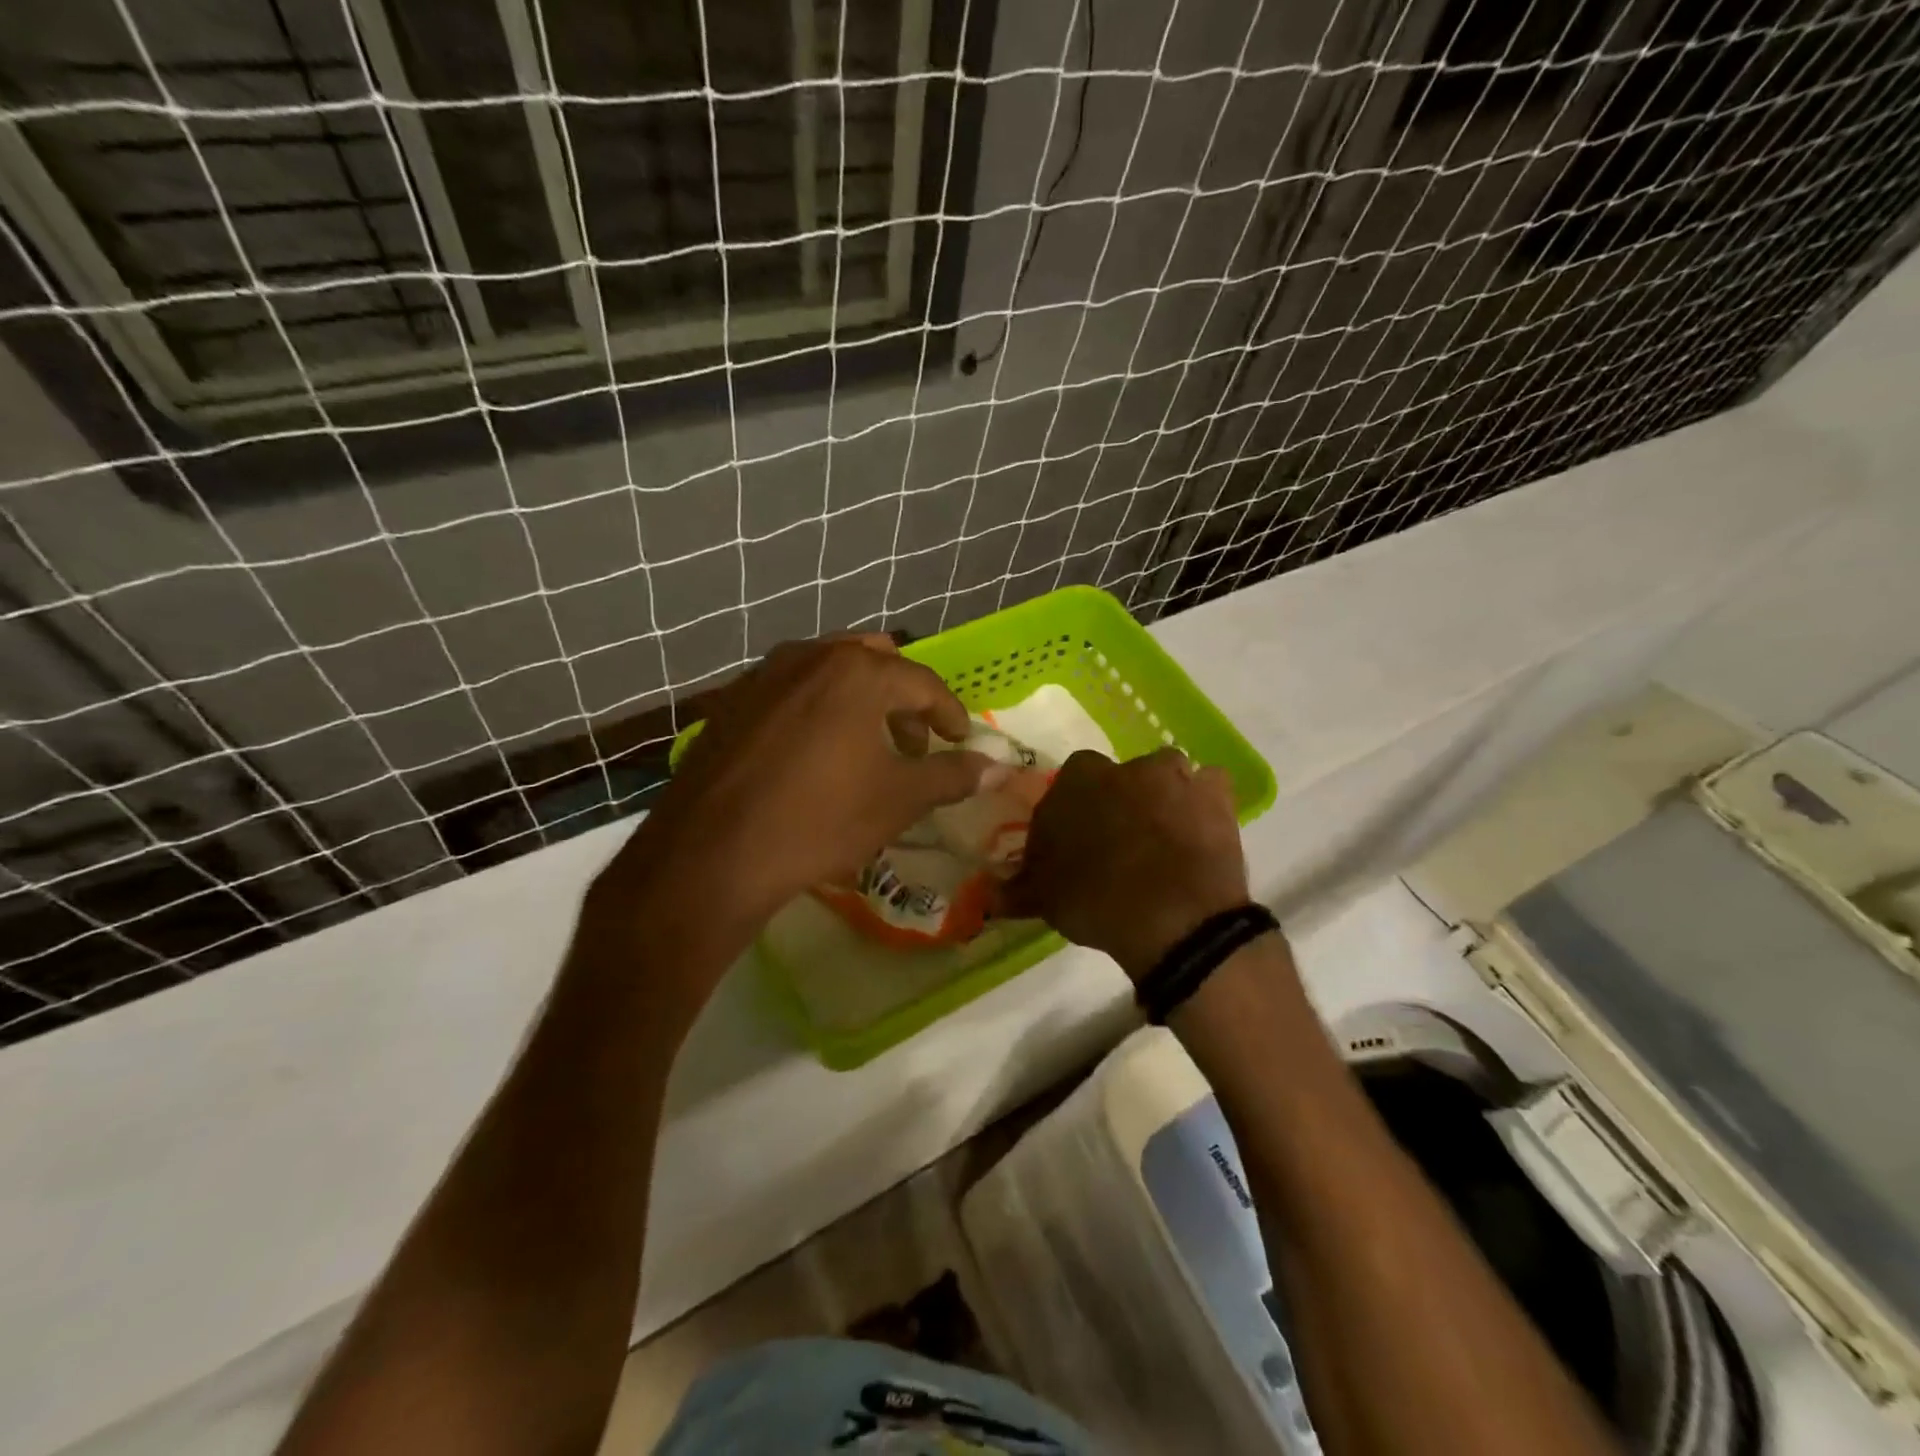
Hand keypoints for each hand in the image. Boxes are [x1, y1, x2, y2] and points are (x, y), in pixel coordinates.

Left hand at [594, 635, 998, 935]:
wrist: (712, 854)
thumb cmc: (819, 821)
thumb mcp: (898, 800)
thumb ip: (953, 775)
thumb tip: (1001, 767)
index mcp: (857, 672)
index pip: (923, 682)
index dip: (950, 713)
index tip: (960, 740)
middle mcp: (810, 655)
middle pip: (875, 662)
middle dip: (903, 699)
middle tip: (913, 743)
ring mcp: (764, 674)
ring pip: (830, 671)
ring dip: (860, 700)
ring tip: (866, 748)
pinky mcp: (731, 700)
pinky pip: (791, 689)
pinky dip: (817, 708)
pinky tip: (813, 754)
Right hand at [1001, 748, 1248, 981]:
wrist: (1174, 920)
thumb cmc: (1097, 901)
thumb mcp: (1045, 899)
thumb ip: (1018, 887)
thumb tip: (990, 895)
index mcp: (1078, 781)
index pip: (1067, 786)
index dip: (1072, 814)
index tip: (1074, 845)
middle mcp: (1125, 767)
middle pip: (1118, 779)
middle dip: (1117, 802)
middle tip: (1119, 845)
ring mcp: (1175, 777)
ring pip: (1164, 776)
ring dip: (1161, 798)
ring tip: (1161, 839)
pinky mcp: (1217, 794)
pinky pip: (1207, 789)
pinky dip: (1203, 805)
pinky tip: (1198, 833)